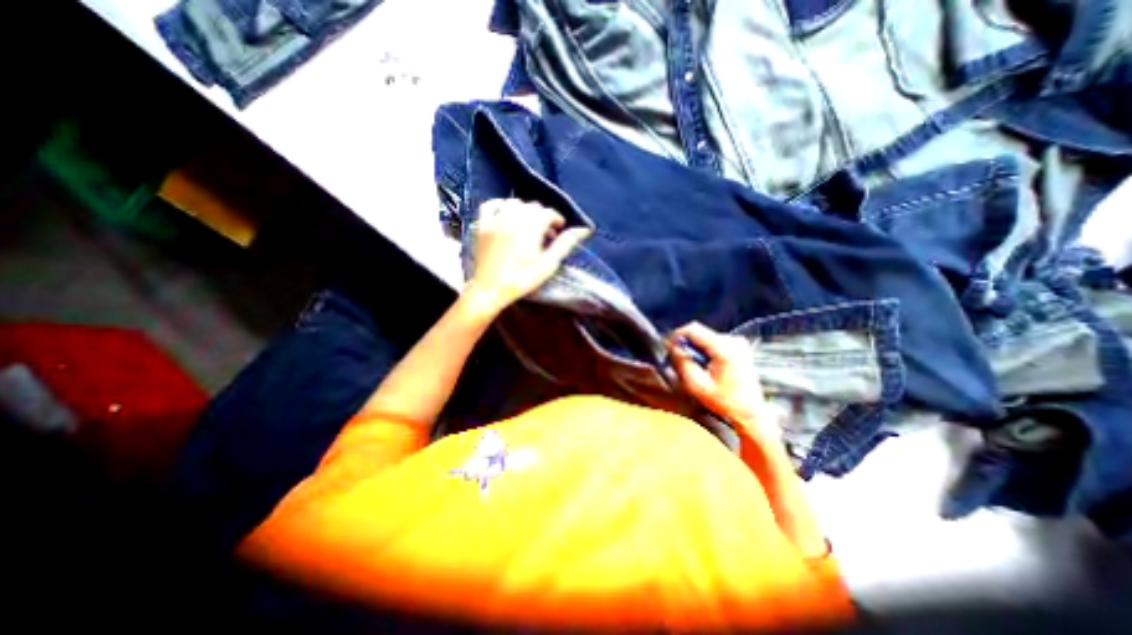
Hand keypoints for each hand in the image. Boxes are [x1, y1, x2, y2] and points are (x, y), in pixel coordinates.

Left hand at [466, 198, 592, 315]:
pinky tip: (505, 215)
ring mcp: (495, 219)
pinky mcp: (481, 225)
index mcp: (531, 226)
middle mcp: (514, 217)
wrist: (491, 289)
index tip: (559, 231)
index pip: (548, 213)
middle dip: (542, 217)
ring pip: (514, 203)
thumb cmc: (523, 279)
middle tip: (545, 234)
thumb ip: (565, 244)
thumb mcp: (548, 264)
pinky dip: (500, 205)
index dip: (557, 220)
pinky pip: (490, 205)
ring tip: (528, 226)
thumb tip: (583, 230)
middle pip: (532, 207)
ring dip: (524, 211)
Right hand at [670, 322, 779, 440]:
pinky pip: (714, 341)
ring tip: (695, 366)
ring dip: (696, 348)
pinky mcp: (739, 347)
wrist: (750, 412)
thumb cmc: (724, 401)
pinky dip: (705, 351)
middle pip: (700, 332)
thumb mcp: (696, 384)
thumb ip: (682, 362)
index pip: (693, 328)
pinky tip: (706, 366)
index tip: (669, 347)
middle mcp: (733, 340)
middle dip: (687, 344)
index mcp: (724, 348)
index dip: (677, 335)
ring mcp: (738, 342)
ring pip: (705, 336)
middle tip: (680, 360)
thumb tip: (672, 346)